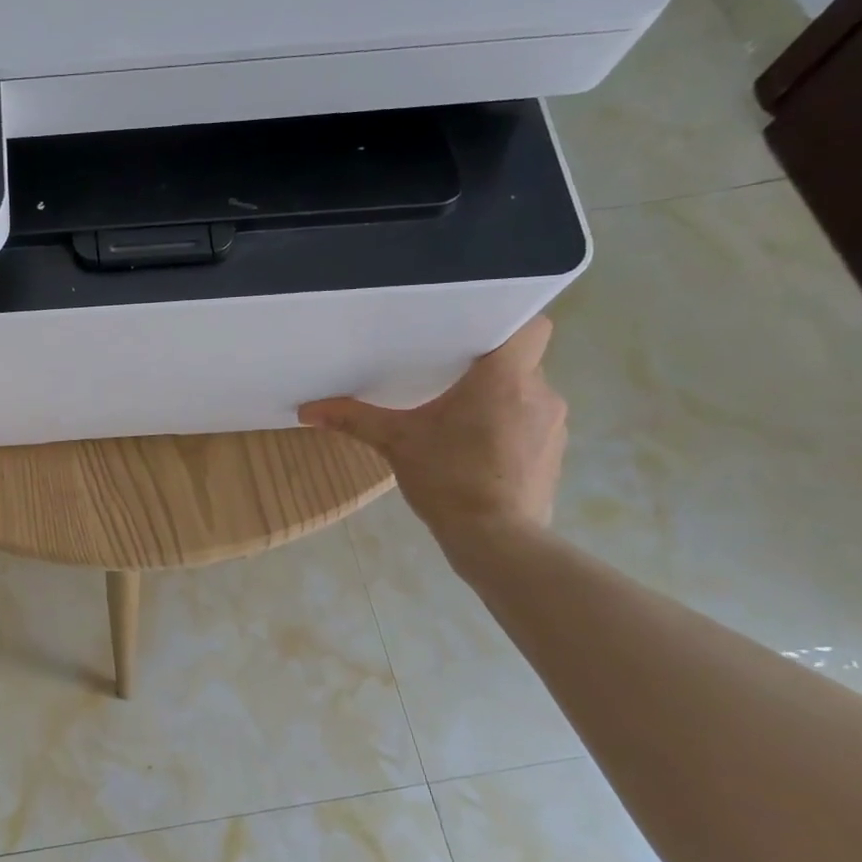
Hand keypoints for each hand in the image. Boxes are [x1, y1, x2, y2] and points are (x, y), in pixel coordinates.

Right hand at [299, 316, 566, 547]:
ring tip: (460, 419)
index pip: (531, 325)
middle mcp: (540, 393)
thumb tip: (306, 410)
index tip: (474, 331)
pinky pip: (532, 424)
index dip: (507, 321)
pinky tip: (479, 450)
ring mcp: (554, 425)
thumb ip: (354, 418)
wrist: (496, 539)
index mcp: (504, 378)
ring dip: (499, 400)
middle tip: (448, 376)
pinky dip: (509, 428)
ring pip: (526, 393)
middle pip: (521, 361)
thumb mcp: (395, 442)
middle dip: (488, 367)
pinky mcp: (555, 454)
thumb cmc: (448, 478)